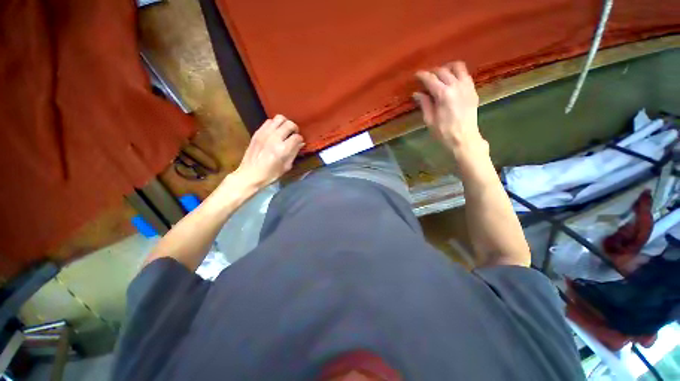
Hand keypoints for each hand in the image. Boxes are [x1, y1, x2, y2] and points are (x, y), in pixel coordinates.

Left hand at [234, 115, 303, 187]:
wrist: (250, 174)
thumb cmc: (270, 174)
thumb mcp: (286, 166)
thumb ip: (294, 153)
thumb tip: (300, 144)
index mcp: (283, 150)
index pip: (297, 137)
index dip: (300, 139)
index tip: (299, 143)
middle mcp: (274, 138)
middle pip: (289, 124)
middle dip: (295, 128)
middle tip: (294, 134)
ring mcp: (264, 134)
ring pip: (279, 118)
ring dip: (285, 123)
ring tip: (285, 130)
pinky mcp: (257, 132)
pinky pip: (269, 121)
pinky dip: (275, 124)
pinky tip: (275, 131)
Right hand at [414, 61, 486, 155]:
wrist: (464, 138)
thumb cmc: (443, 132)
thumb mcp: (429, 120)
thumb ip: (424, 104)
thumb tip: (417, 93)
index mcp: (443, 94)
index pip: (431, 79)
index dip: (422, 75)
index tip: (416, 75)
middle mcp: (456, 86)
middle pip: (443, 71)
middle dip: (433, 72)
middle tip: (426, 77)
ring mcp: (467, 86)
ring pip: (458, 67)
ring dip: (447, 68)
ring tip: (441, 75)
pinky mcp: (473, 90)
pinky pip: (465, 75)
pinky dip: (457, 73)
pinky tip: (452, 81)